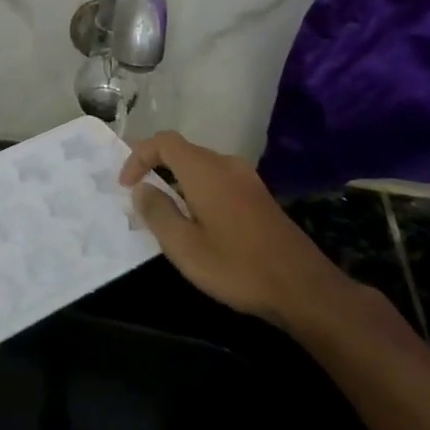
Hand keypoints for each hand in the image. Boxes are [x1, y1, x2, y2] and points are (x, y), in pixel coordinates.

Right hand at [120, 131, 356, 336]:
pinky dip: (197, 189)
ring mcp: (247, 179)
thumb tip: (142, 189)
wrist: (303, 288)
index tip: (126, 186)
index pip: (164, 141)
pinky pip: (218, 179)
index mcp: (205, 171)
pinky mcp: (259, 196)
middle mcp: (226, 165)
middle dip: (155, 166)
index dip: (138, 156)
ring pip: (201, 166)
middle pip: (183, 150)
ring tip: (164, 210)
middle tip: (138, 195)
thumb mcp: (184, 246)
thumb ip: (158, 212)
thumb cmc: (237, 266)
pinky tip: (196, 220)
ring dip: (176, 179)